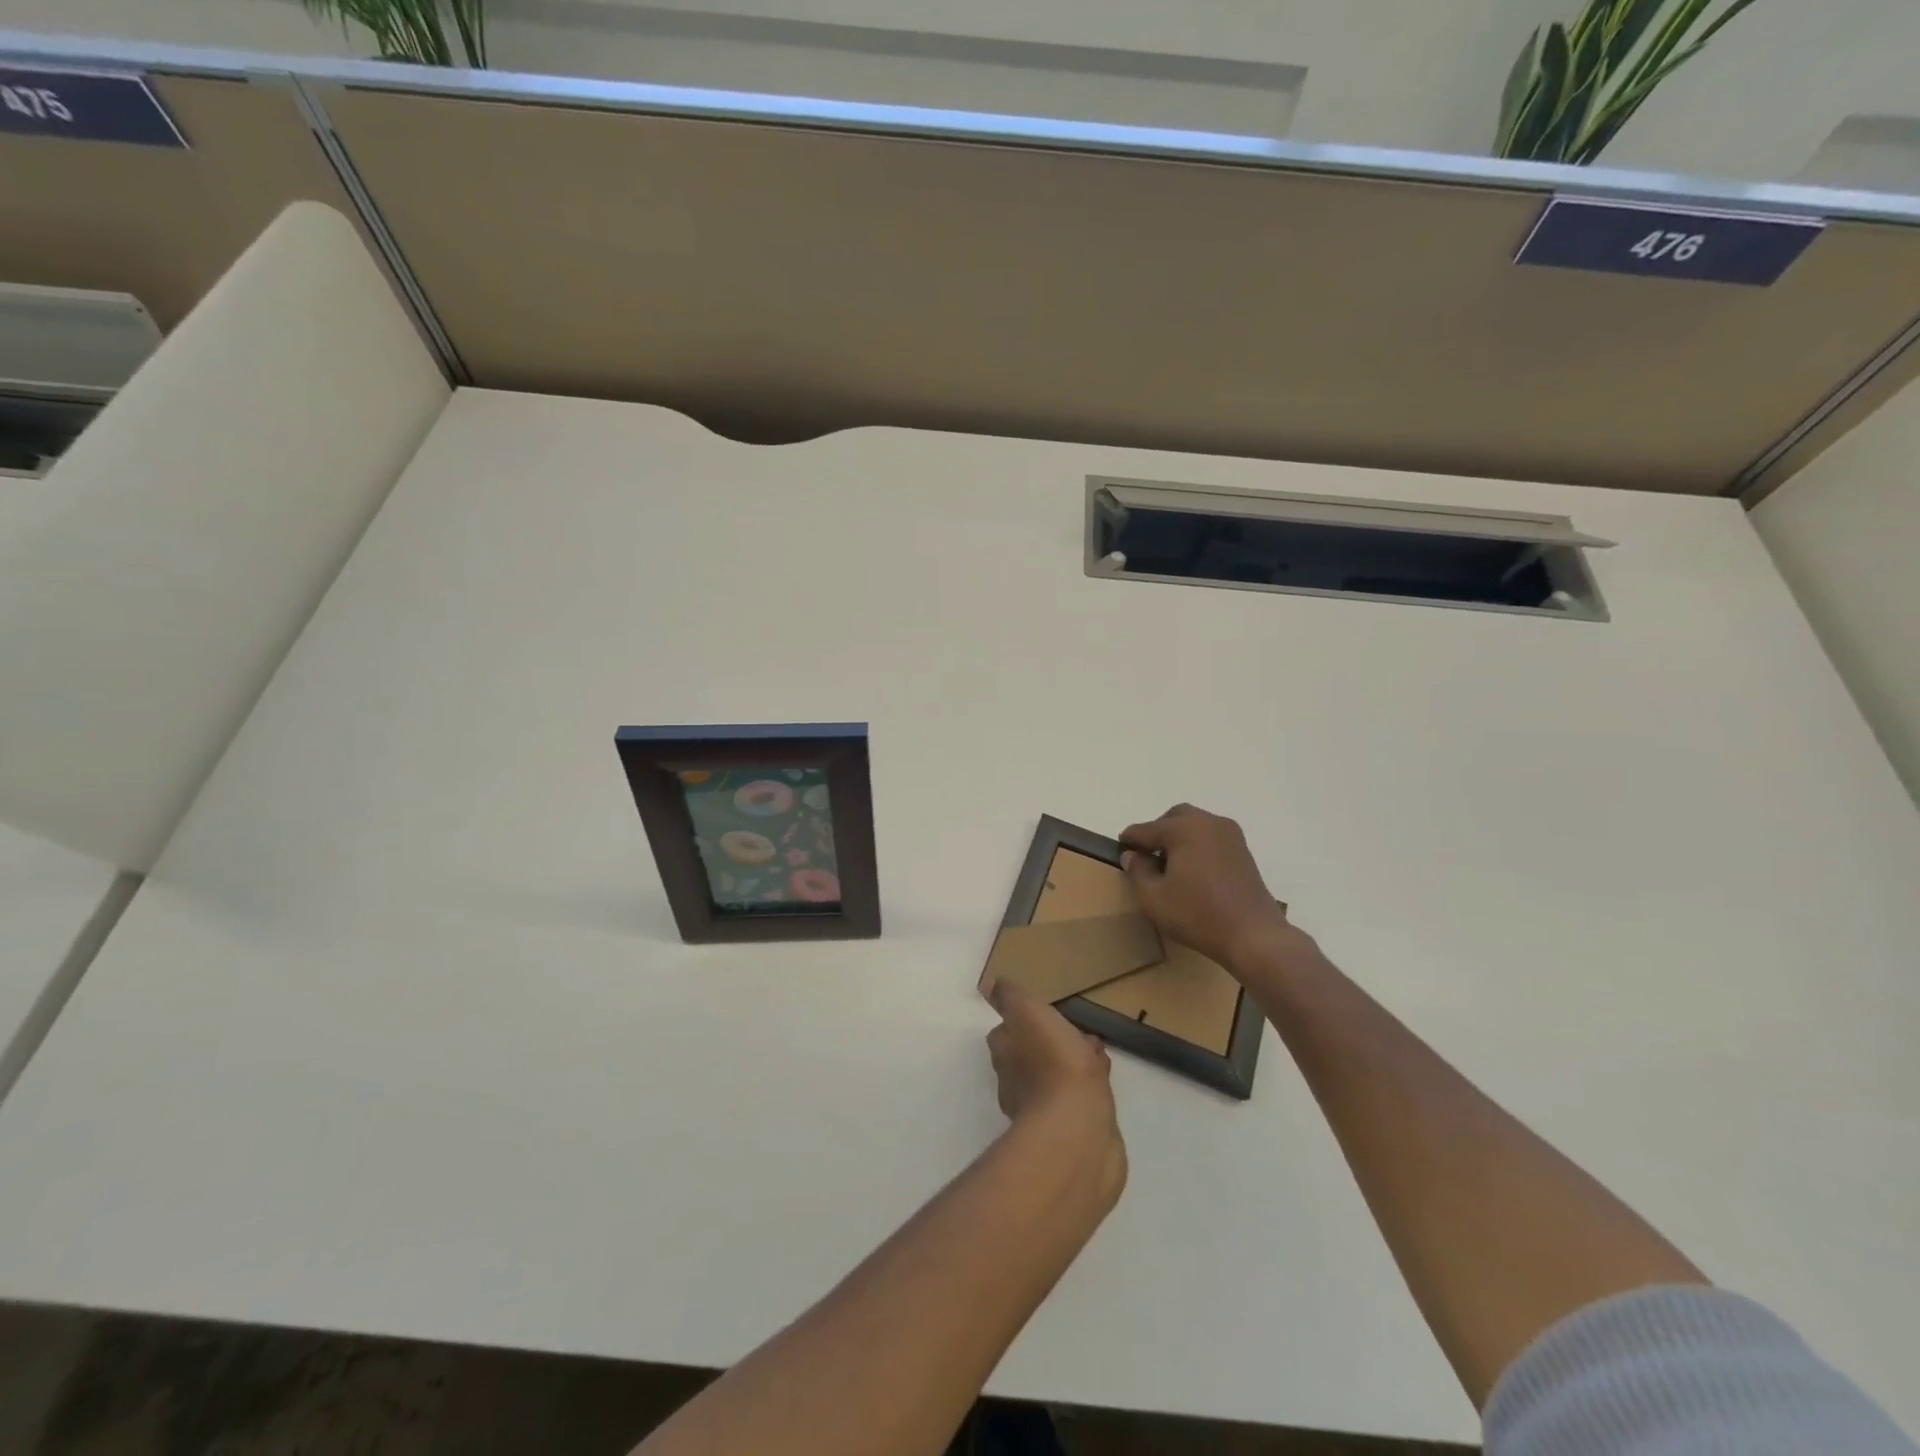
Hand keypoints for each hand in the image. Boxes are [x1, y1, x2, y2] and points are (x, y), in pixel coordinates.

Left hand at [984, 982, 1113, 1124]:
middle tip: (1079, 1034)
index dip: (1028, 1021)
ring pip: (1056, 1077)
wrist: (1077, 1128)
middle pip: (1032, 1056)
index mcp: (1004, 1054)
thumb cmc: (1052, 1061)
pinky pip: (1075, 1099)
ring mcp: (1041, 1110)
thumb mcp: (1027, 1014)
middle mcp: (1014, 1082)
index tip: (1050, 1013)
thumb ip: (1008, 998)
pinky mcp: (1068, 1130)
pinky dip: (1086, 1088)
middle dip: (1054, 1043)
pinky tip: (1102, 1084)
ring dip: (1073, 1064)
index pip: (1008, 1031)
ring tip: (1098, 1055)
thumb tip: (986, 984)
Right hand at [1119, 804, 1298, 971]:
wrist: (1254, 935)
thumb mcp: (1153, 898)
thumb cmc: (1198, 914)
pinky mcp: (1243, 851)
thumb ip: (1137, 871)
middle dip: (1157, 832)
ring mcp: (1230, 835)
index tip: (1120, 851)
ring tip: (1170, 866)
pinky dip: (1198, 846)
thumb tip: (1132, 855)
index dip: (1129, 841)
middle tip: (1147, 856)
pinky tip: (1193, 871)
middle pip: (1174, 818)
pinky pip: (1212, 838)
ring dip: (1179, 838)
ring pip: (1195, 825)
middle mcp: (1207, 822)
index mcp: (1183, 828)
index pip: (1146, 829)